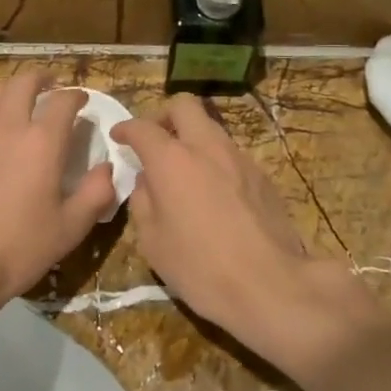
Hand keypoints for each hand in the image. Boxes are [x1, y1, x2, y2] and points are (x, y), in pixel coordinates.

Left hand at [0, 74, 116, 308]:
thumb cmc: (20, 246)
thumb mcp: (71, 226)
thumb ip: (96, 193)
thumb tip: (107, 169)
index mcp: (42, 141)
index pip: (63, 101)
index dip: (76, 96)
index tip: (83, 101)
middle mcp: (9, 126)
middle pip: (23, 83)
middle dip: (41, 79)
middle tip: (52, 86)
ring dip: (13, 88)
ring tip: (22, 97)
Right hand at [113, 95, 375, 369]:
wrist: (270, 285)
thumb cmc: (200, 267)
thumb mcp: (152, 241)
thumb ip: (143, 201)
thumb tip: (147, 181)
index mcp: (172, 160)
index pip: (143, 127)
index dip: (126, 129)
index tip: (119, 137)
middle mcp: (206, 147)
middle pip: (184, 105)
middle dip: (164, 115)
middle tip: (155, 140)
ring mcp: (239, 158)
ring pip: (211, 127)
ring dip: (192, 138)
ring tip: (184, 170)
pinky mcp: (262, 176)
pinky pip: (231, 154)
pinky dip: (214, 161)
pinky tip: (213, 193)